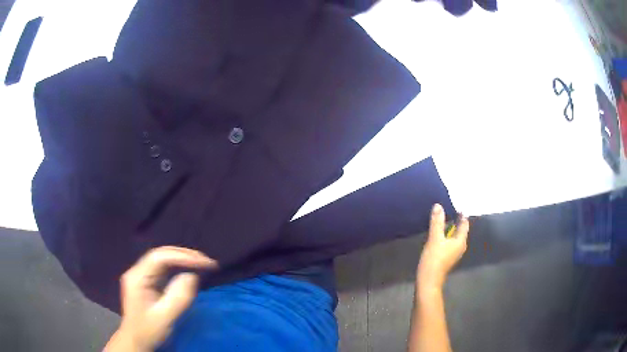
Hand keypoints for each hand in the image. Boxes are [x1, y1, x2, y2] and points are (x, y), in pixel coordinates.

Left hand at [105, 246, 216, 351]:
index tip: (204, 262)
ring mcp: (142, 276)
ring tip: (202, 263)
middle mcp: (138, 272)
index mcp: (137, 277)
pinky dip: (179, 268)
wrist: (136, 342)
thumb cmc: (148, 331)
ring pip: (163, 260)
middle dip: (185, 255)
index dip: (183, 257)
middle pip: (161, 255)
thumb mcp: (165, 318)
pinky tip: (190, 270)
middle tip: (207, 261)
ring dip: (183, 260)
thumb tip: (192, 276)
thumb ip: (178, 298)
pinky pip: (164, 269)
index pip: (160, 257)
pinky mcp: (148, 282)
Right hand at [417, 204, 468, 292]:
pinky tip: (437, 235)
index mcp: (461, 241)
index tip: (455, 206)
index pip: (464, 224)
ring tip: (441, 221)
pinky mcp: (447, 258)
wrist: (428, 280)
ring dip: (449, 229)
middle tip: (447, 210)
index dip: (461, 215)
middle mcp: (460, 247)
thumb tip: (438, 206)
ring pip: (454, 237)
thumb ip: (437, 222)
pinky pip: (449, 243)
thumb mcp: (435, 238)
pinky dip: (445, 237)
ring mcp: (454, 253)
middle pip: (460, 230)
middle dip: (455, 221)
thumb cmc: (434, 258)